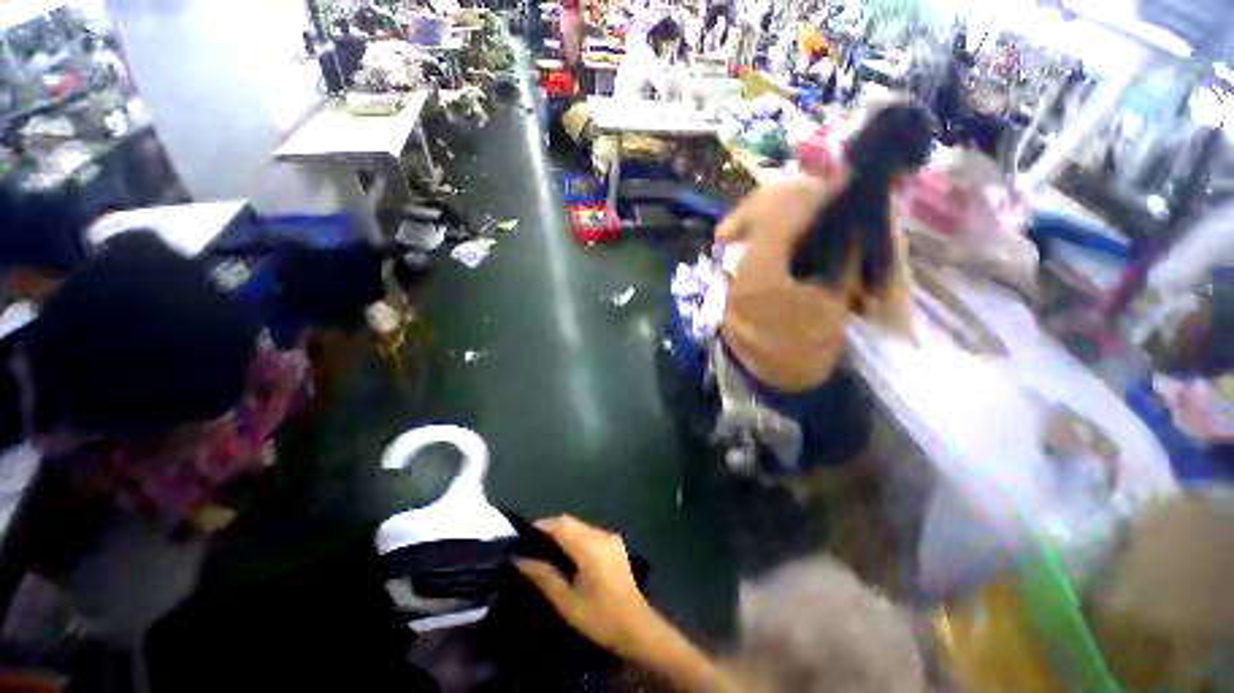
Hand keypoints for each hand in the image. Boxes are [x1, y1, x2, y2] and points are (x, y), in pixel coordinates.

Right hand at [515, 515, 656, 659]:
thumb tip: (520, 560)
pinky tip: (566, 555)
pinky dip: (574, 537)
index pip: (561, 524)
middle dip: (549, 529)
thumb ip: (544, 577)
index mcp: (590, 546)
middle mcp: (601, 534)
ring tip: (544, 550)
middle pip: (570, 521)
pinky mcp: (614, 544)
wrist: (637, 627)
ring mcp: (610, 537)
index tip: (521, 536)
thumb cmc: (600, 618)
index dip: (541, 526)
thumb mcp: (567, 602)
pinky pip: (589, 532)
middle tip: (529, 545)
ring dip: (562, 533)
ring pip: (579, 526)